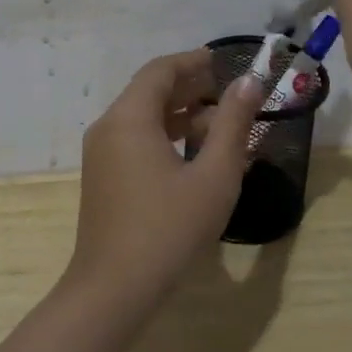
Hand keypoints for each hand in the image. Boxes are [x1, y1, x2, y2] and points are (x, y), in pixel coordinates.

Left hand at [68, 50, 263, 307]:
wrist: (113, 289)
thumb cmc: (168, 228)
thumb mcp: (214, 175)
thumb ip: (233, 124)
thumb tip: (250, 83)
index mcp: (129, 117)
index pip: (160, 70)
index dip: (193, 62)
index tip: (224, 62)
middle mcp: (108, 126)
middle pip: (150, 91)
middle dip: (190, 88)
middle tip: (230, 93)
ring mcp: (101, 153)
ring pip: (143, 117)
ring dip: (180, 115)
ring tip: (221, 126)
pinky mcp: (103, 177)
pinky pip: (135, 140)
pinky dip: (164, 136)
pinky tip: (194, 156)